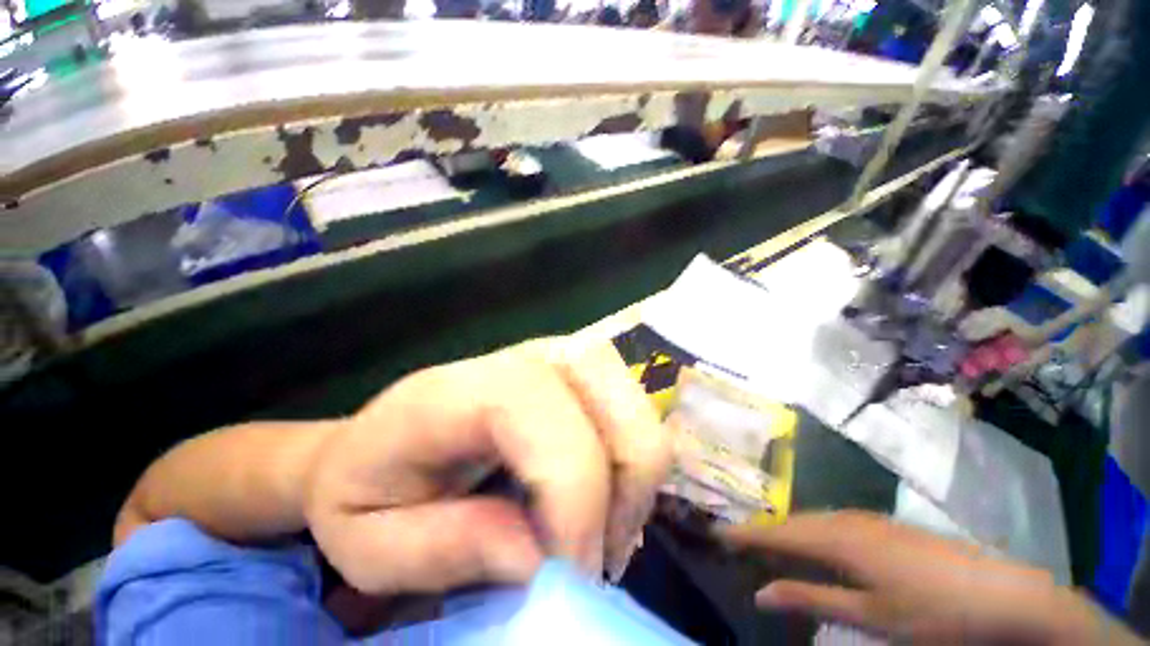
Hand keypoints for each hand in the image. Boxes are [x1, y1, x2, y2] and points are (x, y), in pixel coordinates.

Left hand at [303, 338, 672, 595]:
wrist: (380, 438)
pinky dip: (634, 461)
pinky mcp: (578, 373)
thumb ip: (450, 548)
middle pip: (609, 392)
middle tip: (593, 555)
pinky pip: (633, 409)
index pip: (537, 404)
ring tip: (600, 530)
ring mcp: (557, 357)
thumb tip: (545, 561)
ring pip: (633, 400)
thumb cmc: (365, 490)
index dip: (572, 489)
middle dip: (623, 483)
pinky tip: (604, 498)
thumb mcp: (372, 545)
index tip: (572, 572)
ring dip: (635, 475)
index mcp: (453, 389)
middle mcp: (520, 356)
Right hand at [724, 512, 1140, 643]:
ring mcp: (870, 519)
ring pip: (814, 518)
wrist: (1002, 593)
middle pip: (794, 521)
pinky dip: (814, 529)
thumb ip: (813, 600)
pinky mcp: (887, 525)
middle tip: (739, 538)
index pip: (780, 534)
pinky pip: (835, 521)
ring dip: (789, 528)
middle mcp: (848, 520)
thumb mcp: (871, 617)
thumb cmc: (933, 613)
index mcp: (841, 541)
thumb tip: (761, 593)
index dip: (748, 534)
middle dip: (764, 530)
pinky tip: (817, 541)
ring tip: (769, 539)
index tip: (720, 534)